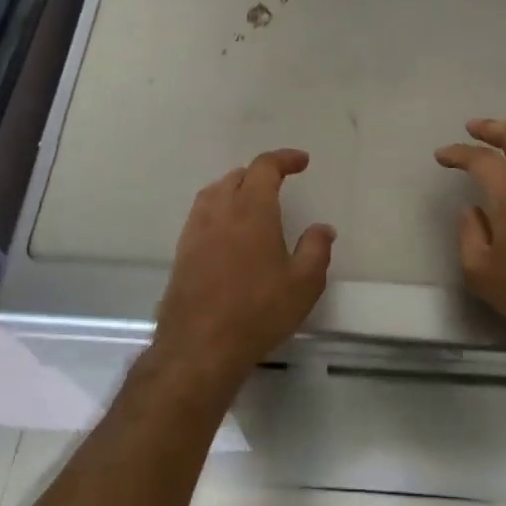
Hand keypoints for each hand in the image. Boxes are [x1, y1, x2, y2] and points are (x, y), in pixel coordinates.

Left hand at [152, 148, 335, 387]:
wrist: (200, 347)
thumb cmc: (258, 311)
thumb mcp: (303, 283)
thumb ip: (316, 249)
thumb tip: (323, 228)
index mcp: (252, 210)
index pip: (265, 167)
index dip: (284, 159)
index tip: (302, 161)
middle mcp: (220, 211)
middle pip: (237, 176)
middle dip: (260, 173)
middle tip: (279, 184)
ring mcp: (195, 231)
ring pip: (214, 192)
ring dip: (235, 188)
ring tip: (251, 202)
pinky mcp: (182, 252)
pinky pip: (201, 215)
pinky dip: (218, 209)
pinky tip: (227, 232)